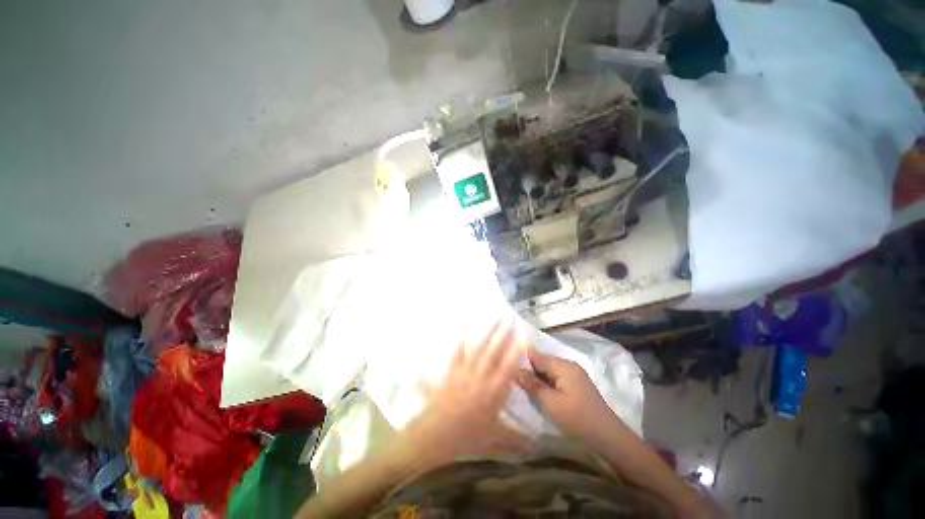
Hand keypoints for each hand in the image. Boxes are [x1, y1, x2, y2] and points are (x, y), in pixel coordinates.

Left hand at [395, 319, 528, 471]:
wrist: (433, 435)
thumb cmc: (465, 438)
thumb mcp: (493, 440)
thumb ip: (515, 439)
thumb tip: (535, 446)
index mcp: (493, 392)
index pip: (509, 367)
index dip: (517, 352)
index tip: (524, 338)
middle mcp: (481, 377)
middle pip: (494, 352)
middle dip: (503, 334)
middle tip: (509, 319)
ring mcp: (465, 372)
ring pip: (479, 348)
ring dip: (487, 332)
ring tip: (494, 318)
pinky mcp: (451, 372)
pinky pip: (458, 355)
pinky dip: (461, 344)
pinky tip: (463, 335)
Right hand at [517, 348, 615, 443]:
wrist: (608, 437)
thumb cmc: (577, 419)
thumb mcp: (551, 403)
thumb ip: (532, 384)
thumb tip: (515, 369)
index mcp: (563, 366)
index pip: (536, 356)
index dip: (521, 360)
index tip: (506, 366)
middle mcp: (569, 365)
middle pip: (542, 361)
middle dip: (529, 369)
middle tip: (514, 380)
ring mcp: (574, 374)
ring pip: (548, 370)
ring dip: (537, 377)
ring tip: (524, 386)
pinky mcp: (576, 383)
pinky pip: (556, 377)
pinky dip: (546, 382)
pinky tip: (540, 392)